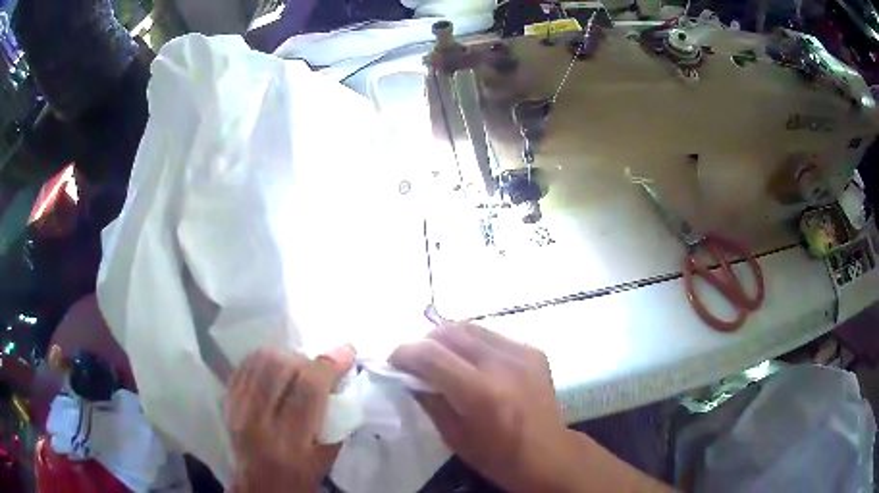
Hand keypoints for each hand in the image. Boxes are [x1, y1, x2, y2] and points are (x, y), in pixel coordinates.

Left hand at [226, 346, 354, 492]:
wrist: (258, 487)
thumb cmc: (298, 478)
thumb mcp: (326, 458)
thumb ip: (334, 420)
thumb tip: (341, 379)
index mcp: (289, 442)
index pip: (308, 389)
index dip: (329, 366)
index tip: (347, 353)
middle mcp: (258, 421)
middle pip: (281, 368)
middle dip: (308, 361)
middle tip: (320, 369)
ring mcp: (237, 408)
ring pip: (260, 361)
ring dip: (286, 357)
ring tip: (298, 368)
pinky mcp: (227, 402)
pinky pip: (245, 366)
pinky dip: (265, 360)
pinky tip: (276, 369)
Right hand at [390, 322, 574, 491]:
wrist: (548, 454)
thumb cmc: (497, 456)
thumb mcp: (454, 436)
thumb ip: (429, 399)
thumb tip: (408, 375)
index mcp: (481, 392)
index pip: (430, 354)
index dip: (404, 353)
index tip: (393, 362)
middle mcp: (503, 364)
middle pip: (449, 331)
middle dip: (424, 343)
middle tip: (417, 363)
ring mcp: (522, 353)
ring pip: (470, 327)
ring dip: (448, 340)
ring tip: (443, 360)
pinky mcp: (533, 351)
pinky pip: (491, 335)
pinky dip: (473, 344)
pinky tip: (474, 363)